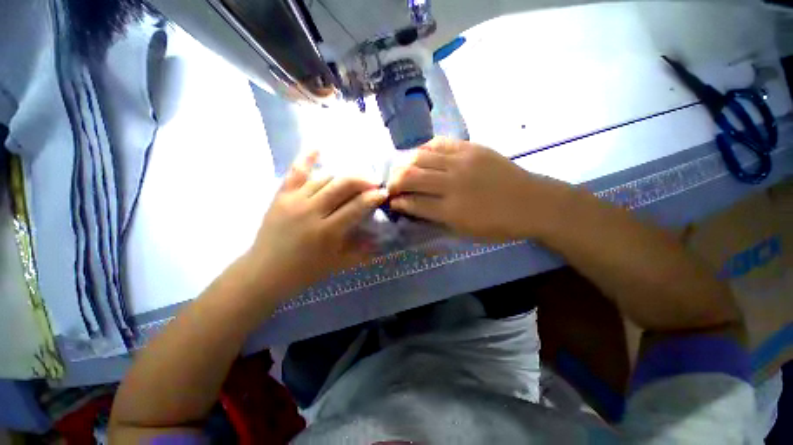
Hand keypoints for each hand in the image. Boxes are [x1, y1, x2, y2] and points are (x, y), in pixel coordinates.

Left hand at [246, 151, 387, 300]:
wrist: (265, 272)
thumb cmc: (305, 271)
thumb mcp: (339, 264)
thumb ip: (363, 251)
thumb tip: (382, 239)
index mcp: (327, 232)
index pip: (357, 207)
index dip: (373, 197)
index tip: (384, 192)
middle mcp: (312, 211)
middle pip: (342, 186)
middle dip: (363, 180)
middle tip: (374, 181)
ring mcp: (294, 201)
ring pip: (325, 178)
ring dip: (344, 175)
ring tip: (355, 177)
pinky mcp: (281, 196)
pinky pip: (295, 172)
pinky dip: (307, 158)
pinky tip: (318, 147)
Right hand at [387, 138, 566, 240]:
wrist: (533, 202)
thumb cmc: (499, 225)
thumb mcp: (465, 232)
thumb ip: (437, 219)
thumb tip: (415, 208)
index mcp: (451, 211)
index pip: (413, 203)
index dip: (398, 203)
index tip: (392, 202)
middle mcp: (452, 184)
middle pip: (411, 177)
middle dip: (394, 182)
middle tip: (392, 186)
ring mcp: (462, 162)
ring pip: (421, 157)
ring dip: (405, 164)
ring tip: (403, 170)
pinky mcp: (471, 148)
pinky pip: (439, 143)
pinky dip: (424, 149)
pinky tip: (421, 155)